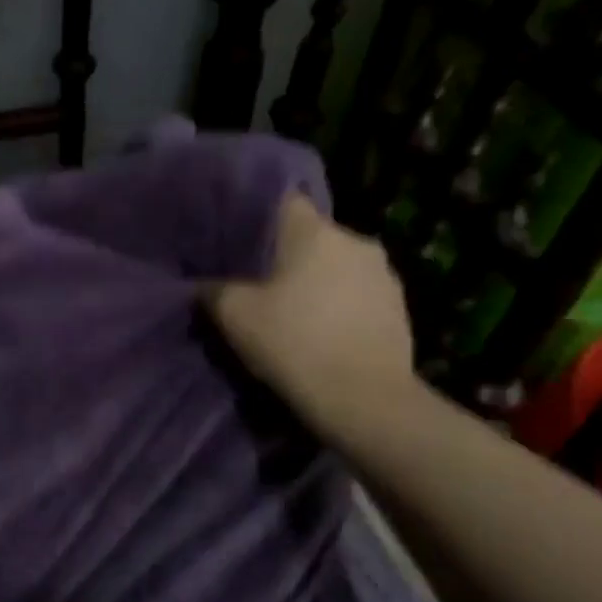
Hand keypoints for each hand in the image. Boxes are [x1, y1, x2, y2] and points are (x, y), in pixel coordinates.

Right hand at [206, 195, 415, 429]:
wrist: (365, 400)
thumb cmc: (294, 344)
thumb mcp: (234, 316)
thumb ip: (213, 290)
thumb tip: (201, 285)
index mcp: (315, 232)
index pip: (283, 201)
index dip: (258, 216)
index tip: (239, 238)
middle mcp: (355, 241)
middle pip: (311, 237)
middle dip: (287, 256)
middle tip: (260, 283)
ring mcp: (384, 275)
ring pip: (338, 266)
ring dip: (318, 282)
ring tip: (293, 311)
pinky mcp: (400, 308)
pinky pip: (359, 295)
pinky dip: (340, 306)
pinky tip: (323, 333)